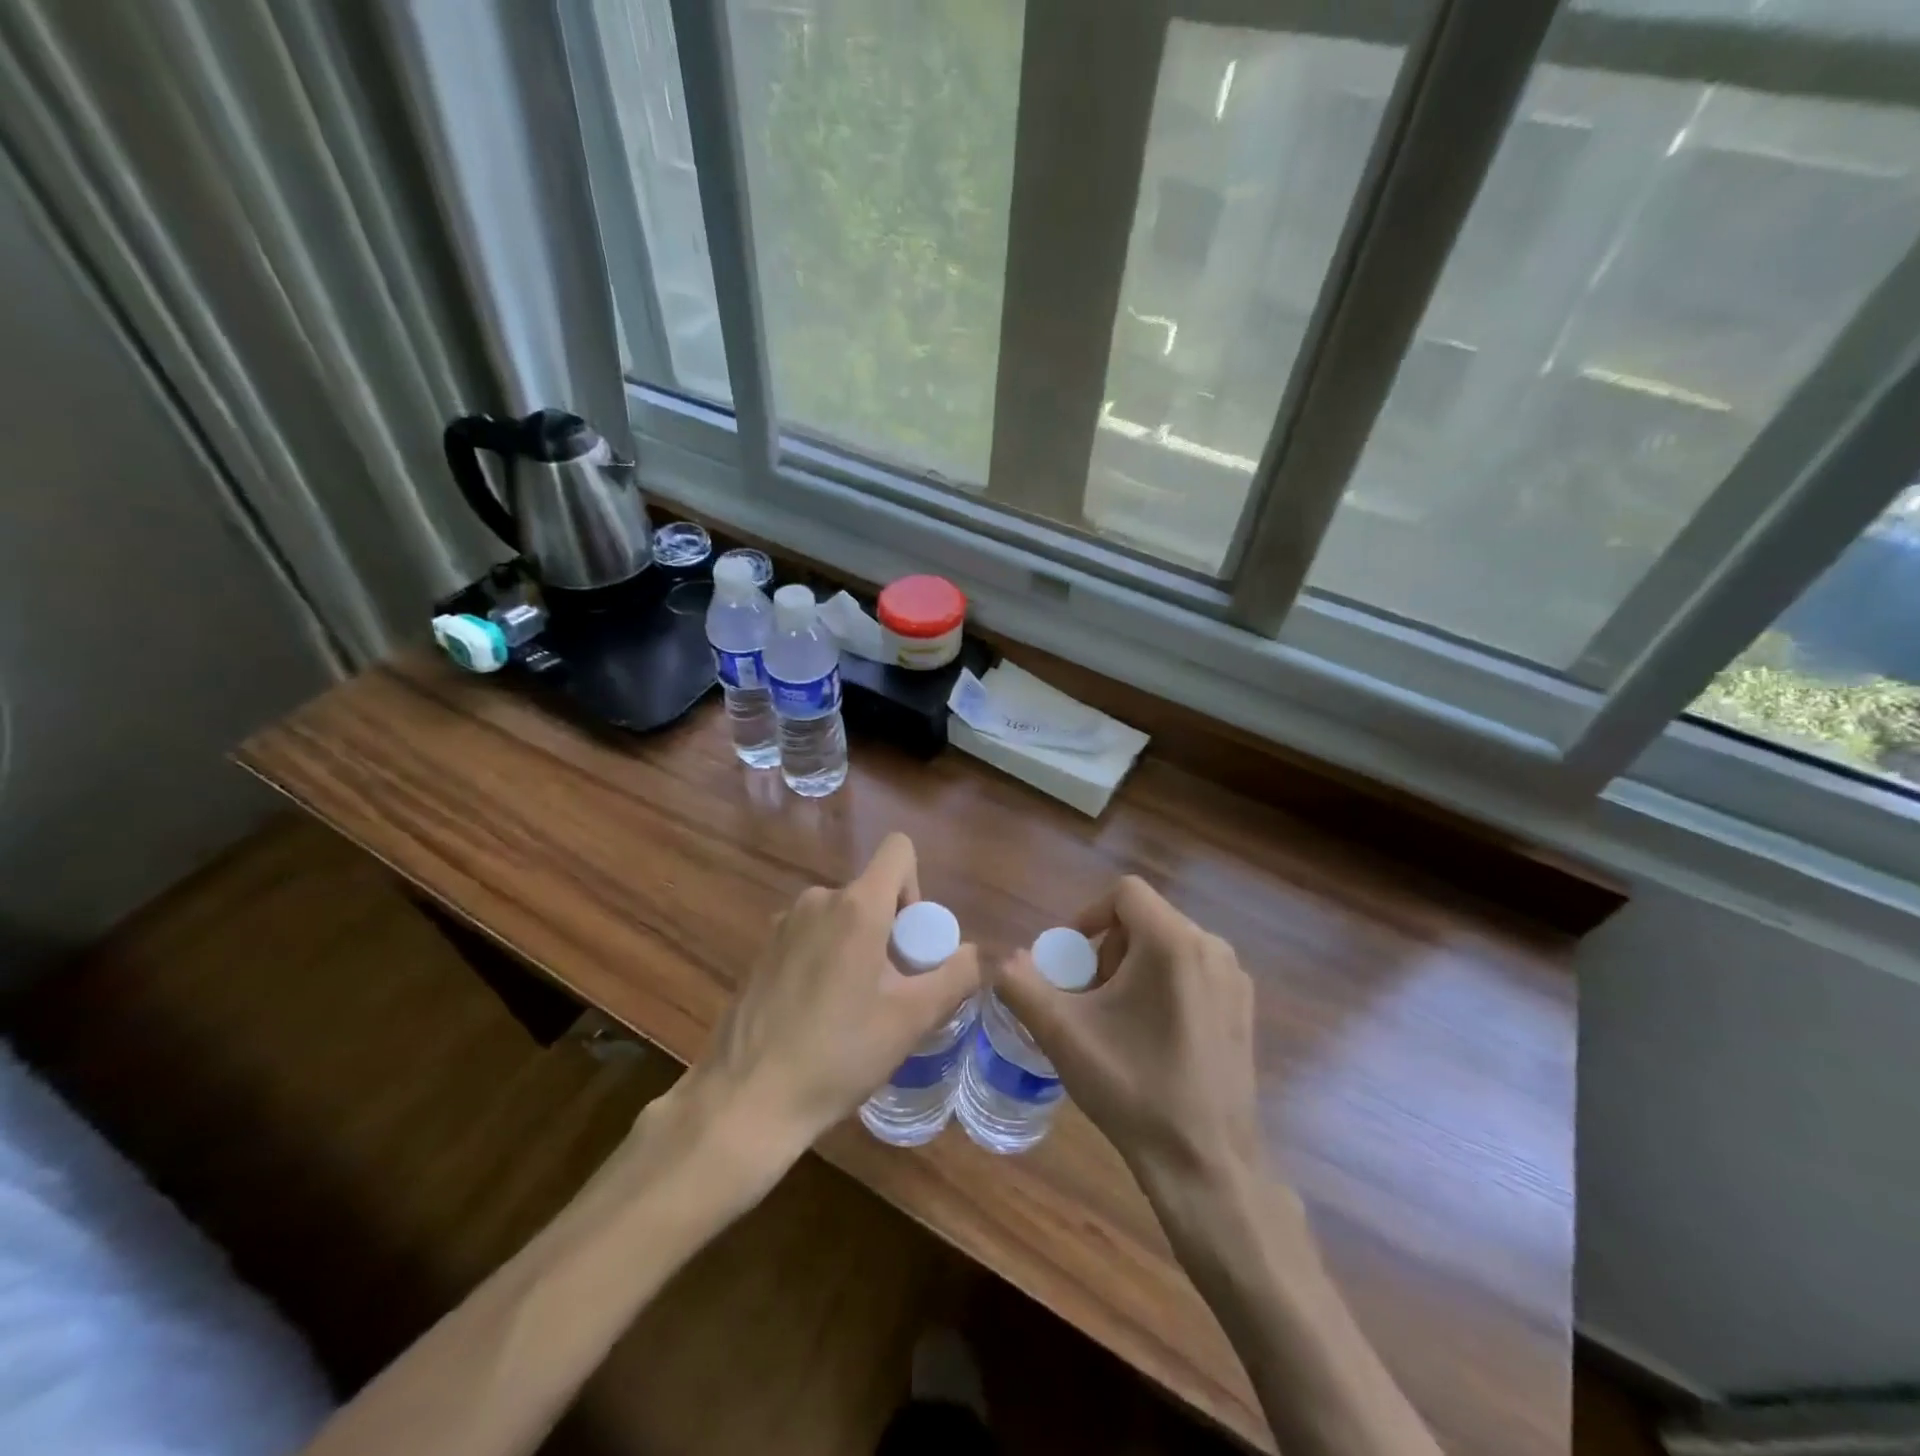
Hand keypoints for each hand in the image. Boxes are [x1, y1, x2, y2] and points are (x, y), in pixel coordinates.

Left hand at [686, 834, 978, 1160]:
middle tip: (889, 991)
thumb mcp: (911, 1020)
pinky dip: (825, 959)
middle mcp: (817, 900)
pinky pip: (811, 936)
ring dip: (857, 947)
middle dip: (890, 931)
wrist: (745, 1100)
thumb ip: (955, 976)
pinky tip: (816, 1015)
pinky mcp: (762, 950)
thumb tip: (976, 953)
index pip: (898, 850)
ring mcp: (783, 924)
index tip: (911, 942)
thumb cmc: (837, 1054)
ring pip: (840, 917)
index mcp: (856, 906)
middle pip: (871, 892)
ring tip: (853, 1009)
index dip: (916, 887)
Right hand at [993, 876, 1260, 1190]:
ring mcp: (1234, 979)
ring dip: (1133, 968)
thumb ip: (1023, 985)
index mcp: (1173, 942)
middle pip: (1145, 919)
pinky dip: (1163, 985)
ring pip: (1169, 945)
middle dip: (1108, 949)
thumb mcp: (1063, 1034)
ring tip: (1116, 1019)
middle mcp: (1211, 948)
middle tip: (1089, 997)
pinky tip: (1151, 1037)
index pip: (1124, 893)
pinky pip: (1193, 971)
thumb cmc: (1132, 1088)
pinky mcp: (1243, 1009)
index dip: (1088, 915)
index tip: (1070, 959)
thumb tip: (1007, 961)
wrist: (1206, 1164)